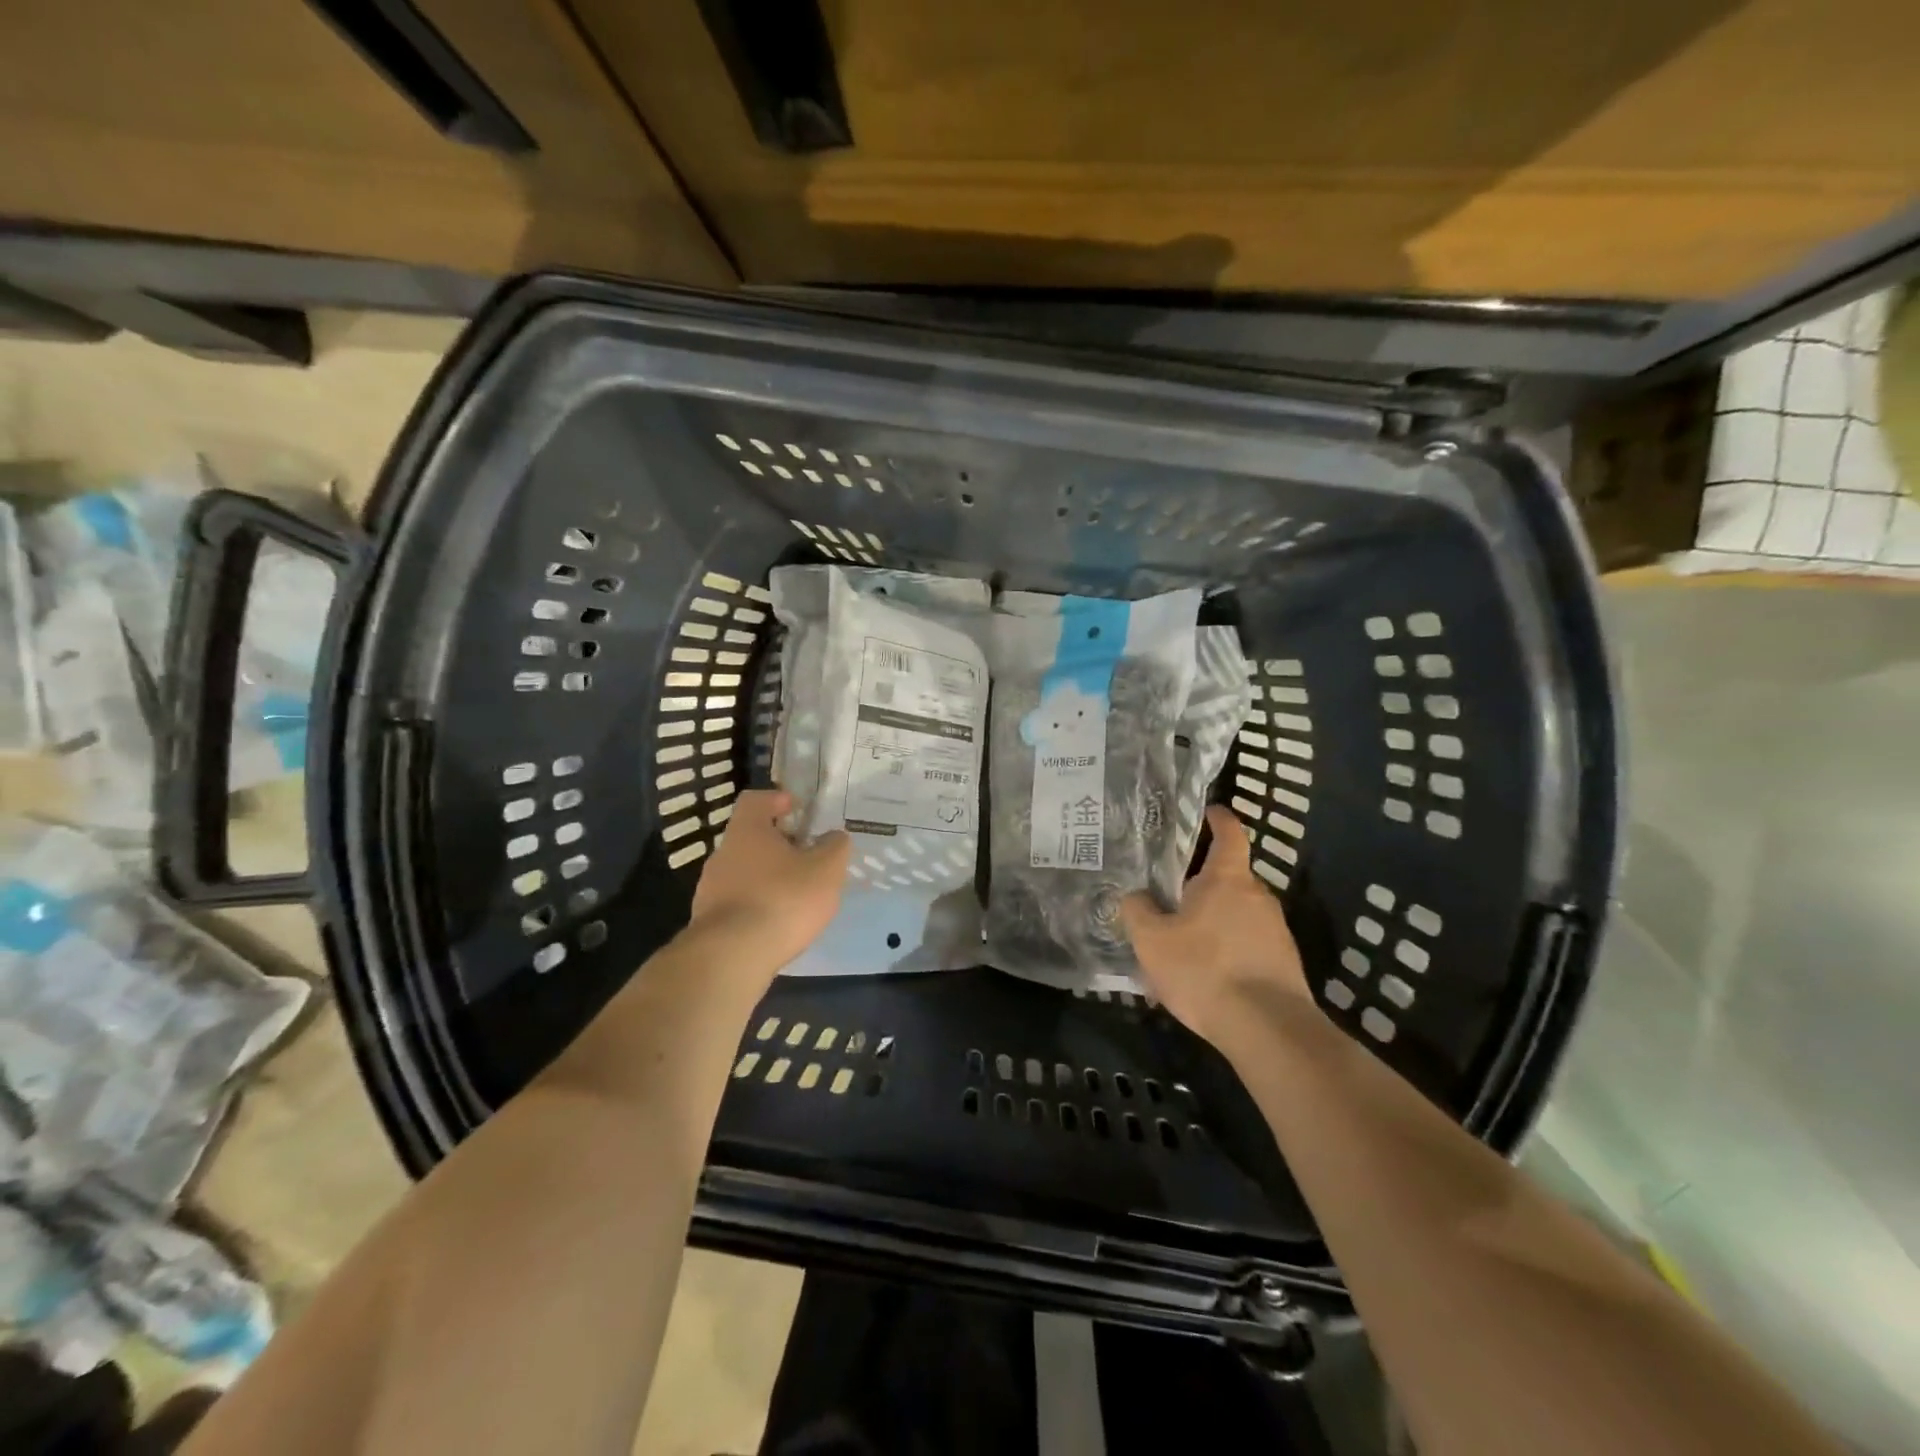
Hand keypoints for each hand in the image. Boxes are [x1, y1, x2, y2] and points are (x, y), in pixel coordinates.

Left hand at [688, 789, 850, 972]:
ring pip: (744, 871)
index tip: (797, 809)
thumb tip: (834, 837)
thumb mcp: (826, 869)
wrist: (732, 957)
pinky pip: (738, 902)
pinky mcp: (709, 921)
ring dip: (768, 877)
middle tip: (807, 856)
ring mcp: (710, 888)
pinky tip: (777, 923)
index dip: (777, 800)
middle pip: (750, 837)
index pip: (755, 800)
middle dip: (778, 844)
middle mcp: (723, 853)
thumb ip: (835, 847)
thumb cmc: (783, 899)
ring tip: (796, 895)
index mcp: (748, 830)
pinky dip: (758, 905)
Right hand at [1121, 805, 1310, 1048]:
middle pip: (1230, 877)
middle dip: (1204, 884)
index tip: (1209, 811)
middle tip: (1172, 898)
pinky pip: (1250, 944)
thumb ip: (1138, 911)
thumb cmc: (1204, 969)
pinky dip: (1229, 950)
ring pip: (1239, 914)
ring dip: (1215, 922)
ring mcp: (1277, 929)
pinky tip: (1208, 977)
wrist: (1269, 1029)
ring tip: (1184, 946)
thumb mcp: (1152, 940)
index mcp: (1227, 879)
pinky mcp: (1286, 962)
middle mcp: (1258, 895)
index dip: (1218, 819)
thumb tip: (1136, 896)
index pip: (1229, 834)